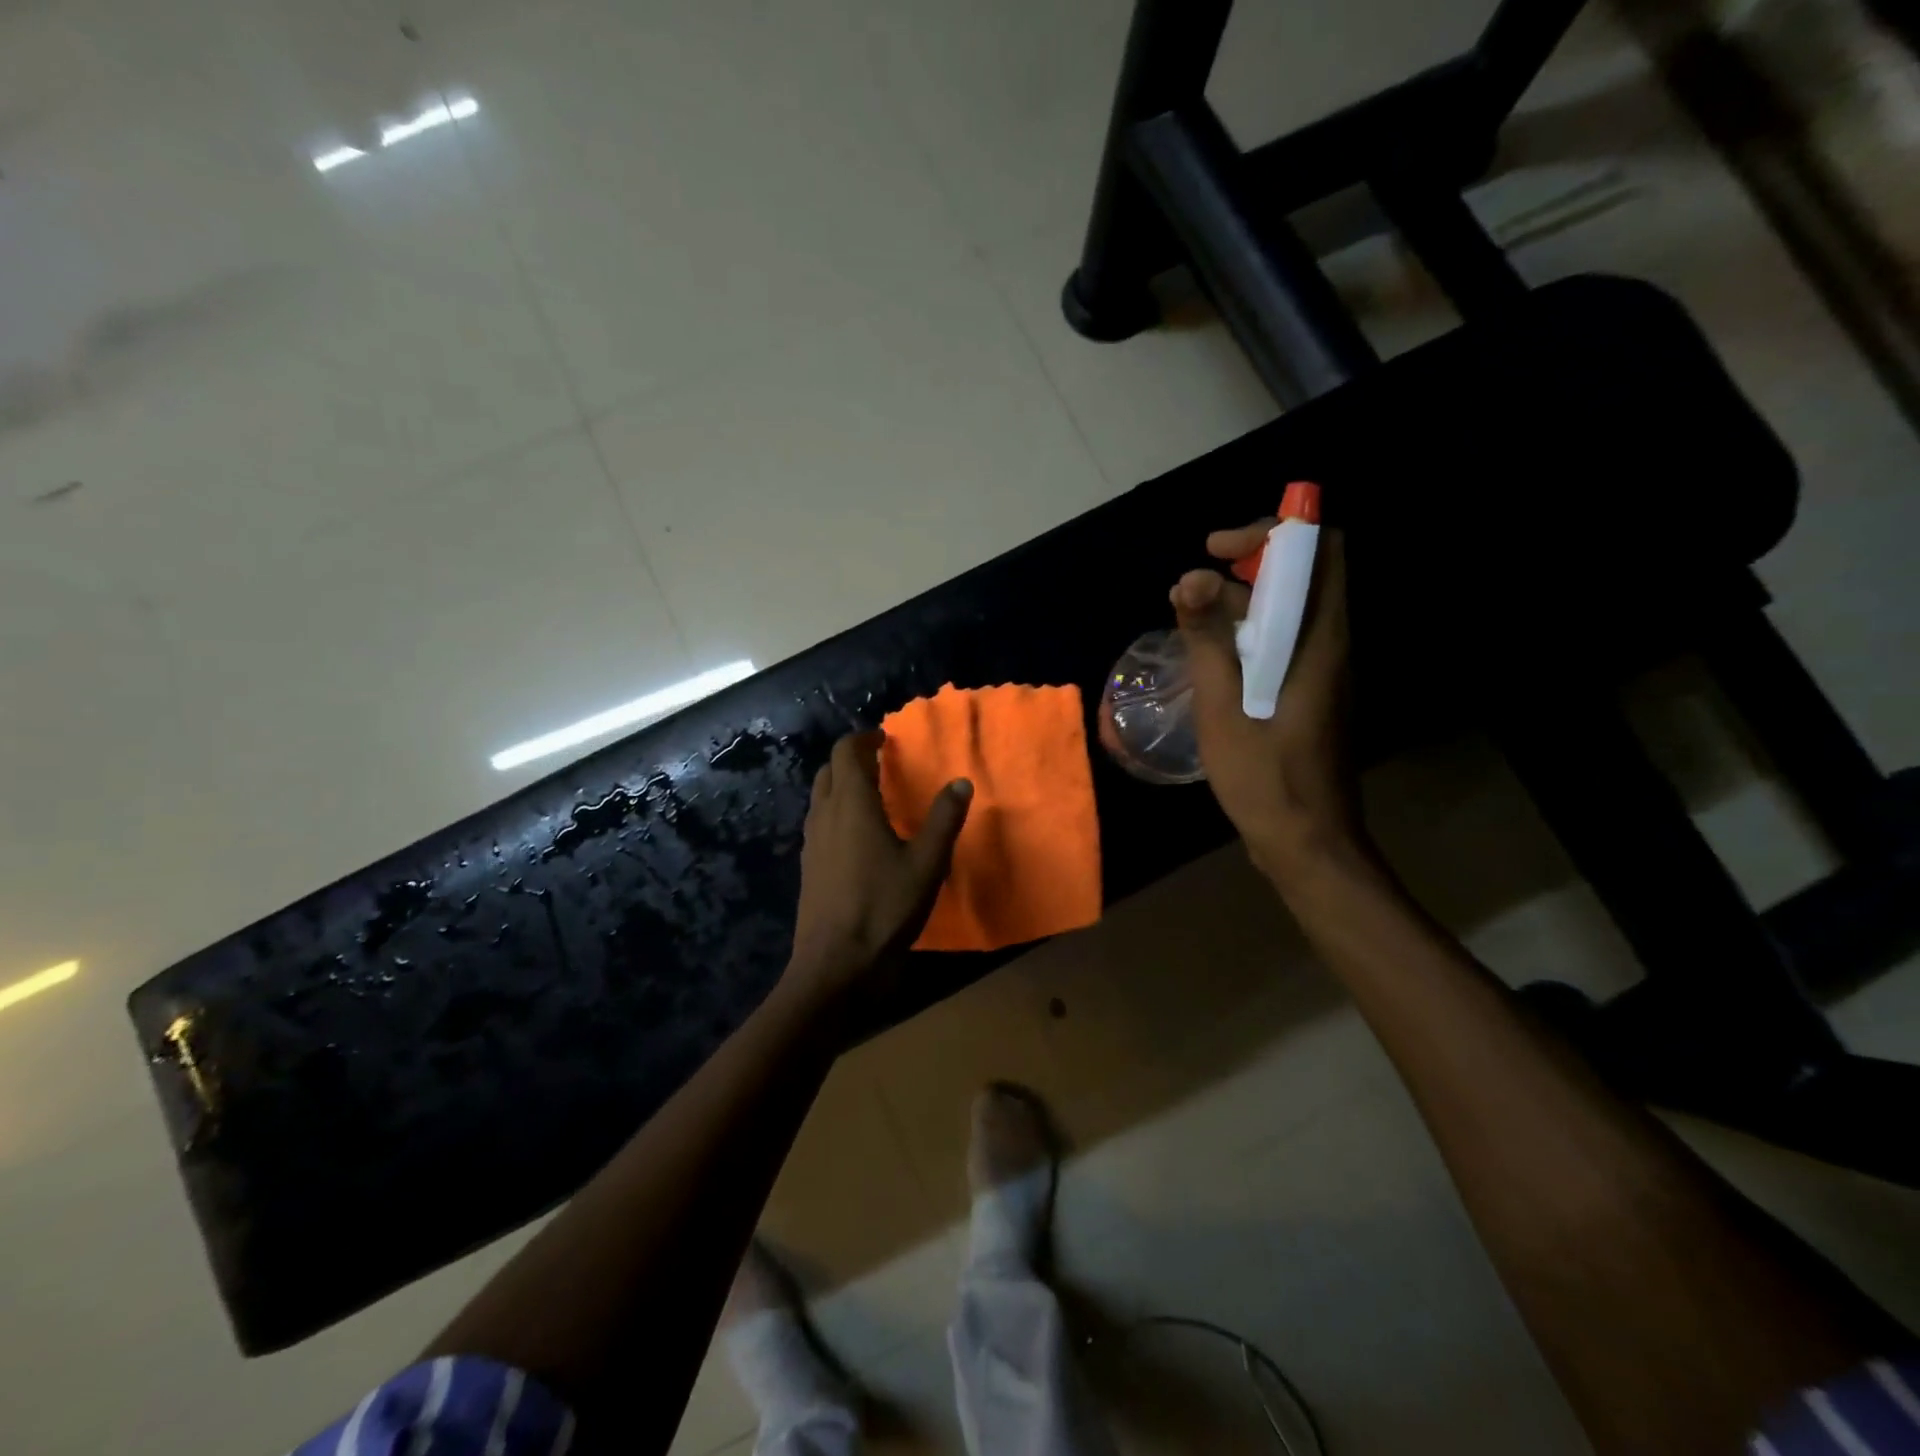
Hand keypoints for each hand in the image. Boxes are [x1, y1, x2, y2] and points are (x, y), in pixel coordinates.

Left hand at [788, 731, 972, 1004]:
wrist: (836, 966)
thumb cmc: (885, 909)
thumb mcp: (927, 864)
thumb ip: (944, 820)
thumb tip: (960, 782)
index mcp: (852, 804)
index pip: (846, 752)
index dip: (864, 739)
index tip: (885, 739)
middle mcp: (825, 815)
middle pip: (828, 770)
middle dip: (851, 759)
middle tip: (881, 763)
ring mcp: (812, 842)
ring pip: (820, 796)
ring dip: (841, 785)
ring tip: (873, 795)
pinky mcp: (809, 866)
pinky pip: (819, 822)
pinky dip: (836, 812)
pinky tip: (859, 836)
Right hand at [1171, 522, 1365, 884]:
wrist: (1307, 842)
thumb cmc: (1265, 778)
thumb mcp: (1224, 707)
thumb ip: (1208, 640)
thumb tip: (1189, 579)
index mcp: (1321, 639)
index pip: (1319, 548)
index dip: (1270, 532)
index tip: (1216, 550)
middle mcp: (1332, 643)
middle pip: (1302, 573)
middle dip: (1246, 565)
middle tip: (1191, 589)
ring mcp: (1324, 669)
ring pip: (1290, 608)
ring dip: (1241, 601)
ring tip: (1189, 620)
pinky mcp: (1311, 691)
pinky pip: (1283, 640)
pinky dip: (1247, 632)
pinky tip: (1210, 658)